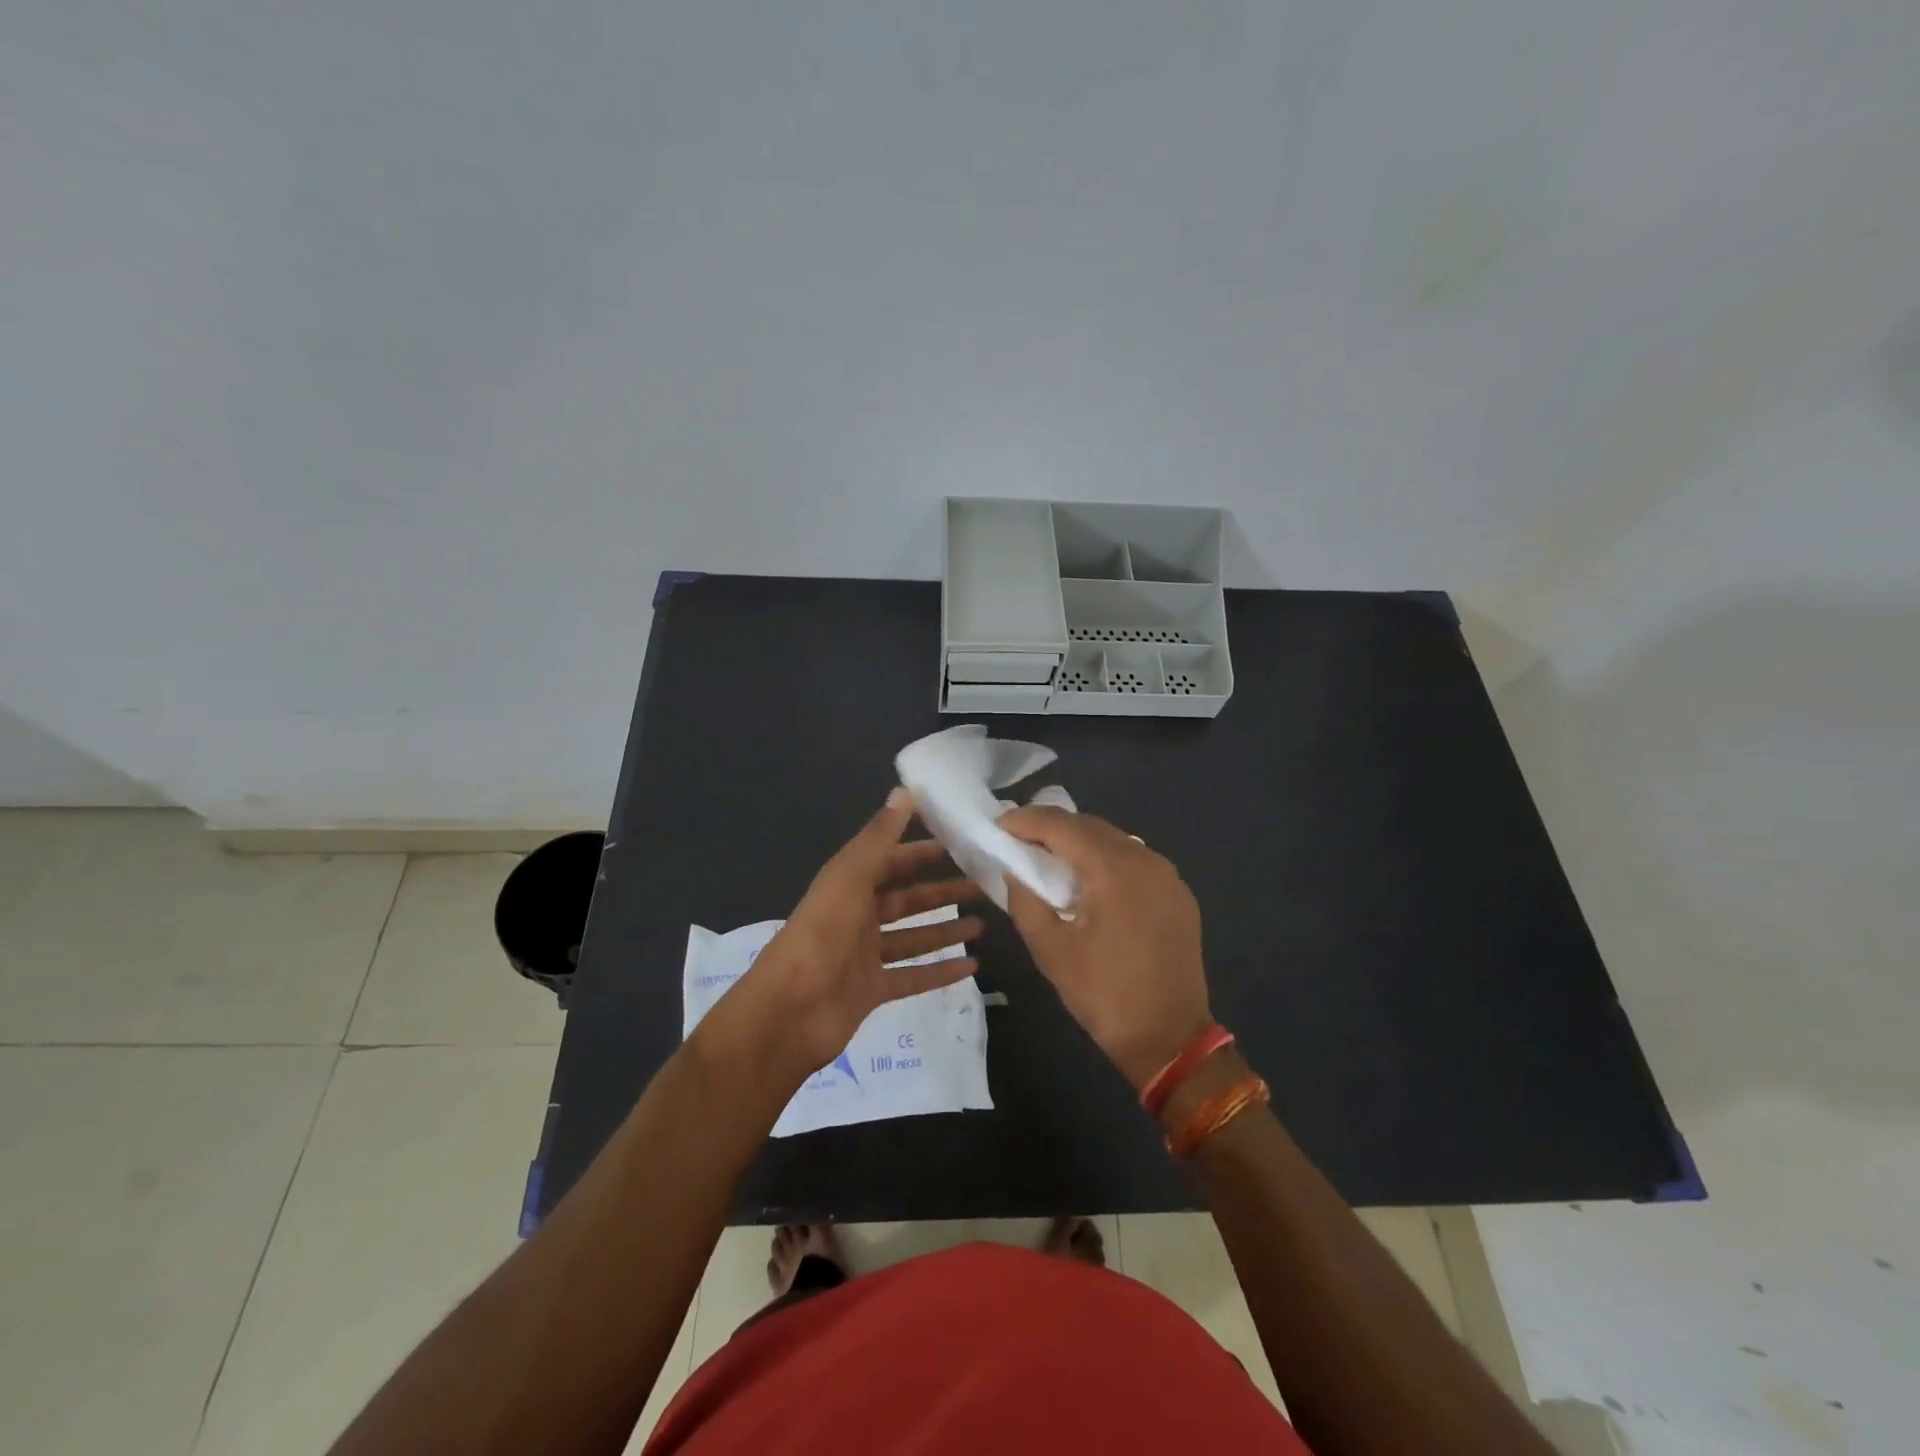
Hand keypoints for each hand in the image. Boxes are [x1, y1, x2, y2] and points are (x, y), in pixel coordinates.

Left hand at [736, 789, 985, 1076]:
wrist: (788, 1012)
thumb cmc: (821, 935)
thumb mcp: (850, 877)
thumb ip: (879, 837)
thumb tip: (905, 790)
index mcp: (849, 884)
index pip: (891, 859)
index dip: (923, 850)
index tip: (961, 841)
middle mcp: (857, 916)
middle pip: (906, 898)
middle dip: (942, 890)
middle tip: (984, 884)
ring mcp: (864, 955)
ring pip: (913, 937)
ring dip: (945, 929)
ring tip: (984, 923)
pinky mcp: (872, 990)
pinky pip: (912, 976)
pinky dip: (940, 971)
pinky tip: (972, 966)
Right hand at [999, 807, 1211, 1088]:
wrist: (1171, 1039)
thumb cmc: (1104, 995)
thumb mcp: (1051, 950)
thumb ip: (1025, 901)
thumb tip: (1015, 871)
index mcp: (1114, 869)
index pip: (1062, 826)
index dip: (1026, 820)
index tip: (998, 824)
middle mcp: (1145, 859)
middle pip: (1090, 826)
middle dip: (1051, 827)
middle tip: (1017, 838)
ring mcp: (1167, 875)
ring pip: (1114, 840)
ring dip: (1079, 842)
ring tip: (1048, 857)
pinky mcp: (1177, 894)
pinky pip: (1134, 861)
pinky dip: (1104, 860)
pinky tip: (1087, 880)